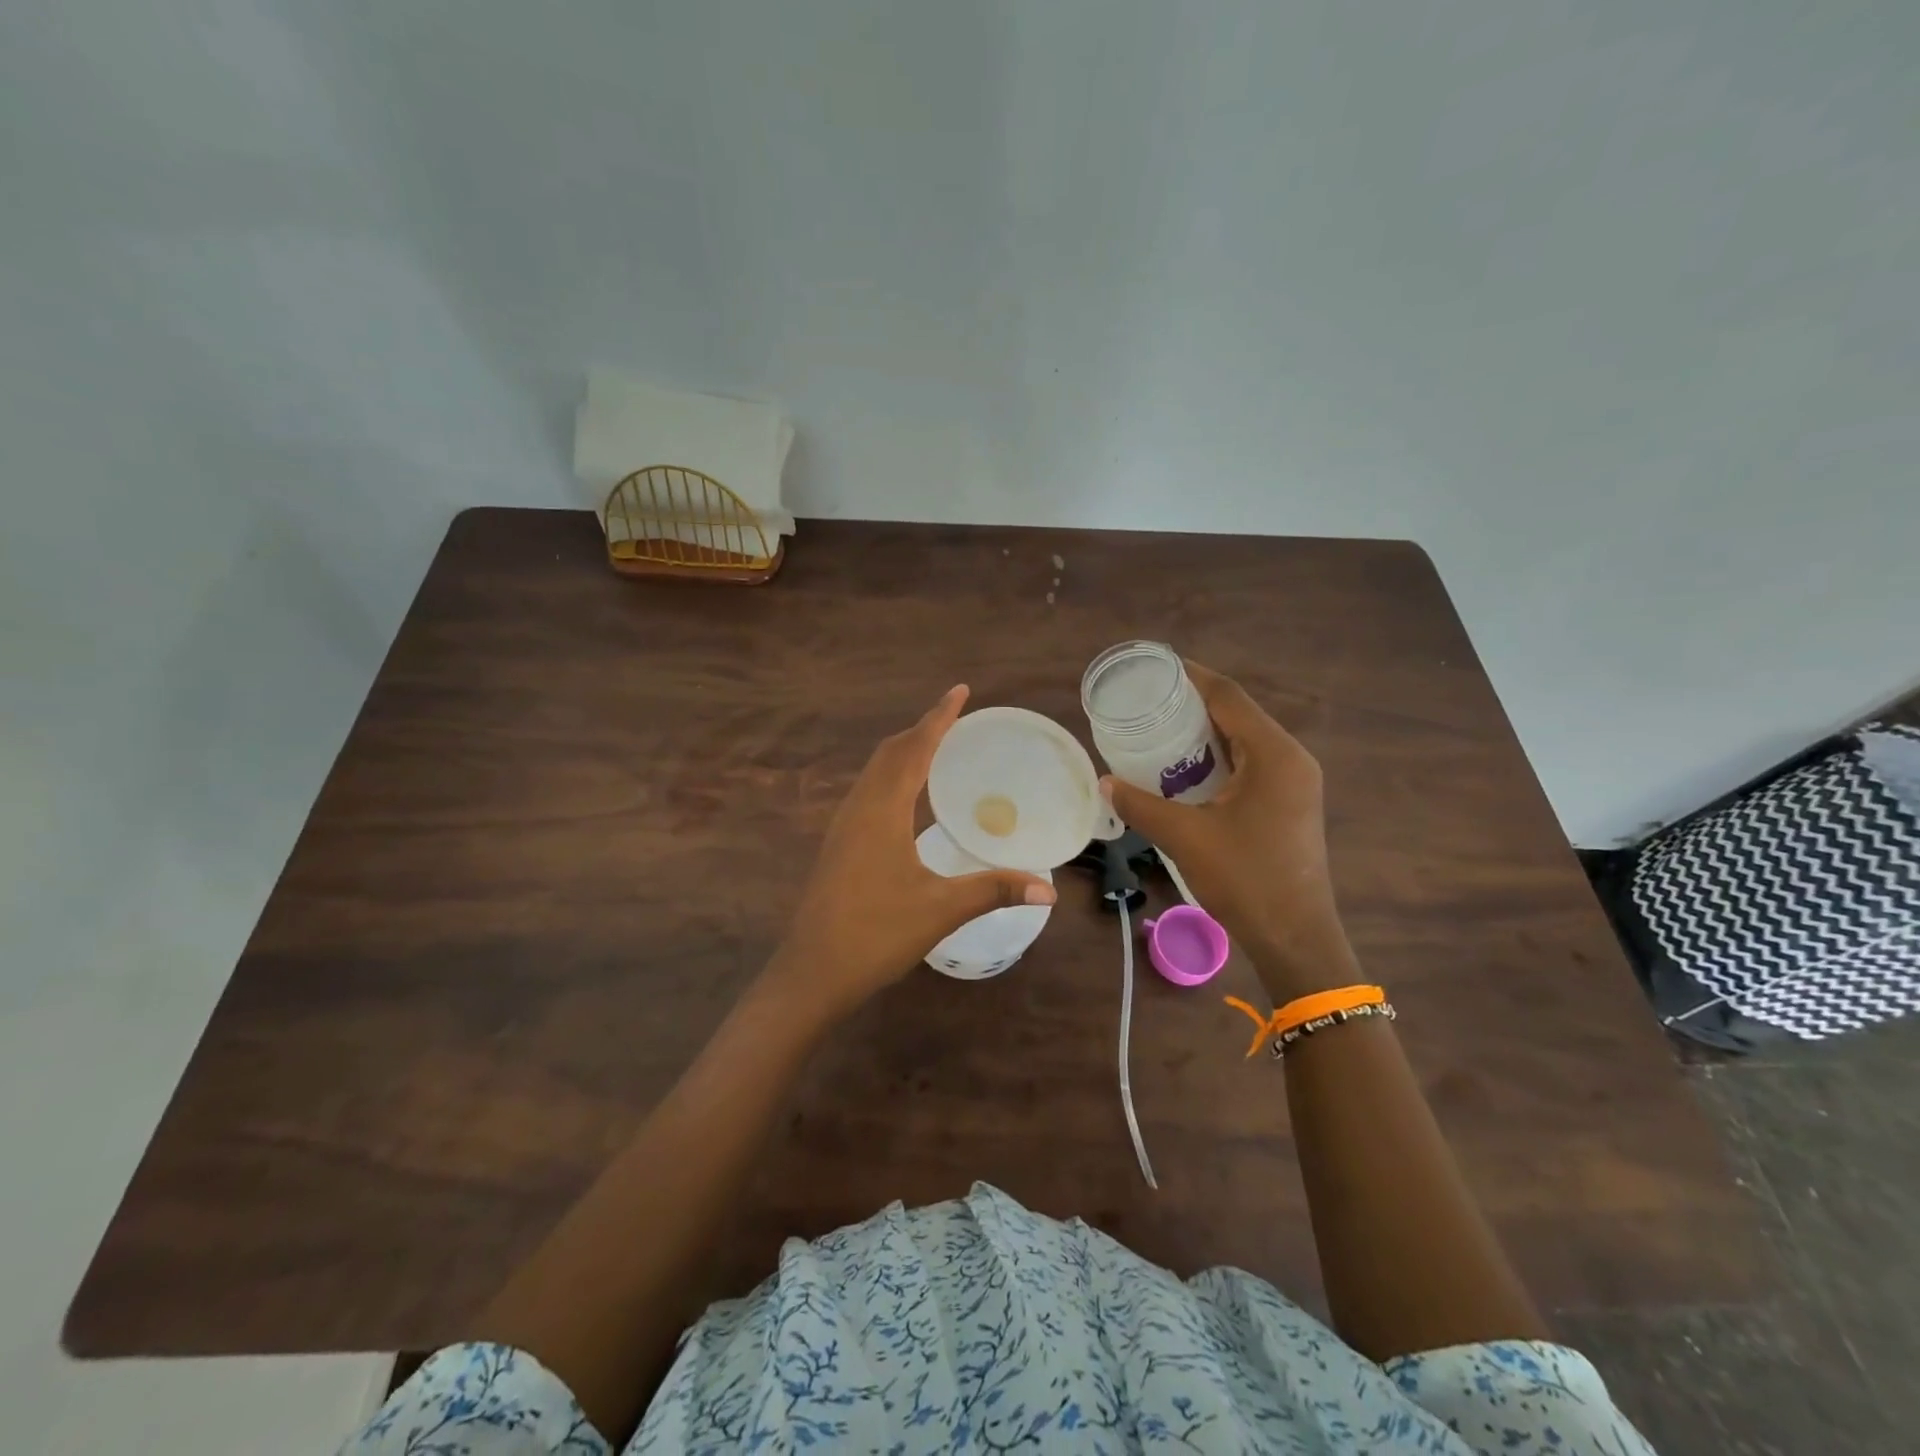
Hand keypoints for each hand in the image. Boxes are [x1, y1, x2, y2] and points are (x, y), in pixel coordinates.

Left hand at [766, 685, 1055, 1017]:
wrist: (812, 972)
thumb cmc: (876, 934)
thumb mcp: (941, 909)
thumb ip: (994, 890)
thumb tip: (1049, 888)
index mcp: (882, 809)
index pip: (914, 748)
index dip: (939, 717)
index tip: (960, 691)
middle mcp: (859, 807)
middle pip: (890, 751)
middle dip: (922, 729)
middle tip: (956, 718)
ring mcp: (844, 825)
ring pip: (874, 771)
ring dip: (904, 751)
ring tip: (937, 747)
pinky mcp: (839, 844)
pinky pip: (868, 791)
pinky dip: (892, 776)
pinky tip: (908, 797)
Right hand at [1102, 662, 1356, 1000]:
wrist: (1295, 937)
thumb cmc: (1245, 879)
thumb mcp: (1186, 837)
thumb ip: (1141, 806)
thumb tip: (1105, 784)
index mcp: (1274, 754)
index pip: (1229, 697)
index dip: (1193, 677)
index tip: (1156, 667)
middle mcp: (1290, 759)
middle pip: (1238, 714)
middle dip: (1194, 703)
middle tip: (1148, 700)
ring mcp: (1293, 782)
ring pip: (1244, 740)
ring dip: (1205, 731)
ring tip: (1159, 728)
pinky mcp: (1288, 803)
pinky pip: (1249, 763)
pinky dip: (1217, 757)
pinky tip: (1185, 767)